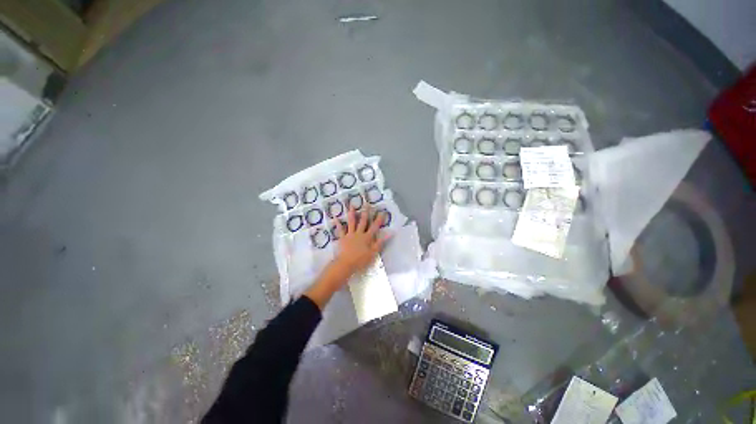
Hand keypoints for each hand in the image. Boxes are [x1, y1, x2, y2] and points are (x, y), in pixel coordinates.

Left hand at [304, 206, 388, 308]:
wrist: (346, 264)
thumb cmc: (361, 260)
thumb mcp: (374, 252)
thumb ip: (381, 242)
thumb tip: (390, 233)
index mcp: (367, 237)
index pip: (375, 226)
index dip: (379, 219)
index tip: (382, 211)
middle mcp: (359, 233)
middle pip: (363, 221)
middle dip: (366, 212)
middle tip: (367, 203)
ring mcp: (350, 235)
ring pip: (352, 222)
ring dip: (352, 214)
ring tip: (351, 205)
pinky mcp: (342, 238)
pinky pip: (340, 230)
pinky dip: (338, 224)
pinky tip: (335, 218)